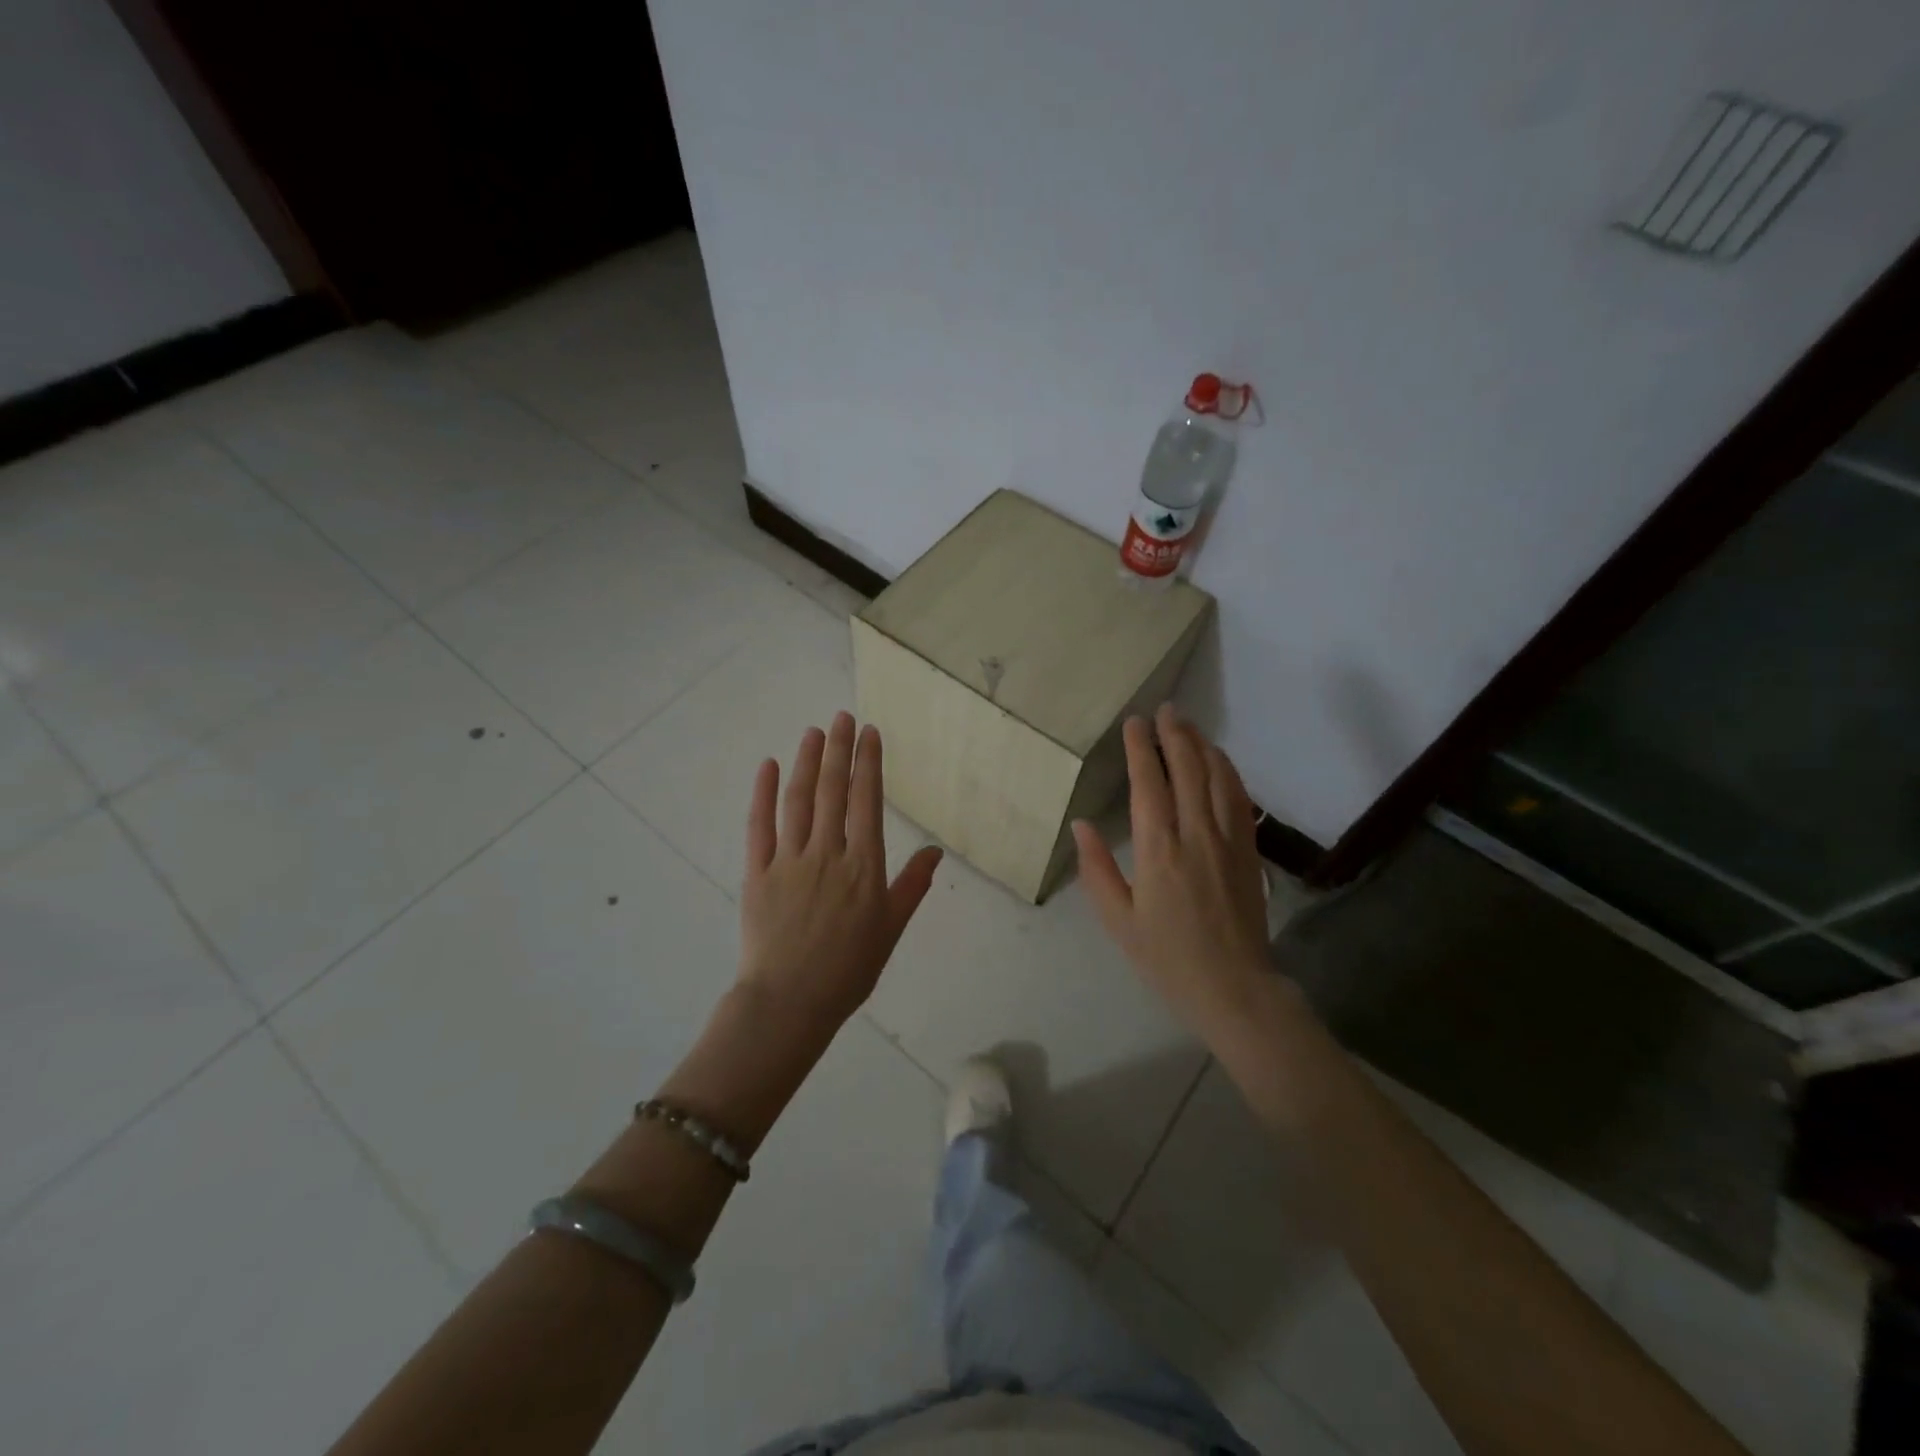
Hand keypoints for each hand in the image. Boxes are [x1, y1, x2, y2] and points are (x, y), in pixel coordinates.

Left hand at [737, 711, 943, 1027]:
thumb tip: (936, 852)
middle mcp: (827, 853)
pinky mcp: (757, 872)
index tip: (870, 734)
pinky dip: (763, 793)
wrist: (789, 1003)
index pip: (867, 801)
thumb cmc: (848, 970)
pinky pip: (759, 825)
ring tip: (814, 731)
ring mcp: (789, 860)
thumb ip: (912, 886)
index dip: (868, 763)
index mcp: (864, 866)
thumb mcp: (891, 930)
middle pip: (834, 791)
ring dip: (807, 762)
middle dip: (840, 750)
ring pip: (799, 800)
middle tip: (843, 716)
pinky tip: (770, 766)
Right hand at [1073, 705, 1273, 1043]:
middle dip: (1174, 734)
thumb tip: (1081, 825)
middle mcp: (1195, 834)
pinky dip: (1228, 771)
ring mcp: (1228, 840)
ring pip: (1218, 777)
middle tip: (1164, 710)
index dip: (1140, 748)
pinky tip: (1219, 761)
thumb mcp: (1117, 920)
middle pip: (1187, 769)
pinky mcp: (1249, 851)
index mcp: (1157, 849)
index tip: (1134, 722)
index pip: (1149, 783)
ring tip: (1187, 725)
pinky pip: (1240, 798)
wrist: (1234, 988)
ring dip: (1202, 745)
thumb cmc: (1166, 957)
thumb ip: (1096, 869)